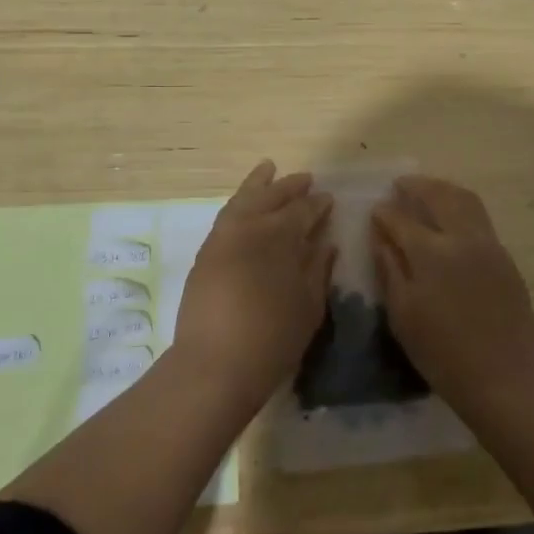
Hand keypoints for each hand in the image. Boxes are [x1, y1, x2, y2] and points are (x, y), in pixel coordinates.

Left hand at [174, 161, 333, 405]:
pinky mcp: (206, 252)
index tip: (327, 198)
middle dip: (289, 187)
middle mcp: (250, 226)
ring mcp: (223, 237)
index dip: (317, 204)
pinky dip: (238, 202)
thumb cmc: (273, 338)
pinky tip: (244, 203)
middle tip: (305, 179)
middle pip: (271, 197)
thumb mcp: (309, 306)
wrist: (215, 363)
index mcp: (280, 236)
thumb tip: (326, 243)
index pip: (302, 211)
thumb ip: (318, 269)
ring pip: (243, 199)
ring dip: (258, 184)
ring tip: (268, 169)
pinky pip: (226, 215)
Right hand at [371, 175, 533, 407]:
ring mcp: (488, 245)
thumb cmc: (442, 353)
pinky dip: (460, 206)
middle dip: (416, 186)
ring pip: (465, 199)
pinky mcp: (505, 257)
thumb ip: (389, 268)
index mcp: (431, 253)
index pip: (401, 219)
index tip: (375, 211)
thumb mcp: (403, 314)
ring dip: (442, 190)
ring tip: (426, 192)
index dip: (384, 213)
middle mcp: (462, 238)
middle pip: (438, 195)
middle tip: (400, 185)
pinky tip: (451, 219)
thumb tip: (380, 234)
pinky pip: (480, 218)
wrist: (504, 377)